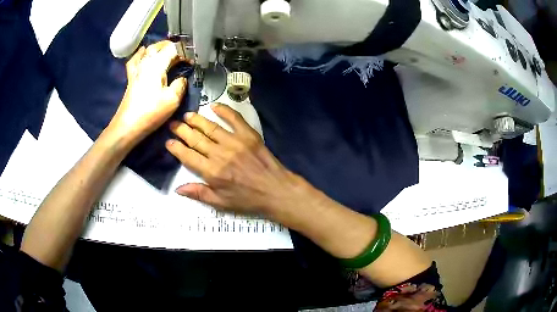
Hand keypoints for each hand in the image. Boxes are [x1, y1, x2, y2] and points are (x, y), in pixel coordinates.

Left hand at [105, 40, 187, 146]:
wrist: (128, 126)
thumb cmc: (151, 112)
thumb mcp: (173, 99)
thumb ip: (181, 84)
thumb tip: (181, 79)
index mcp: (157, 65)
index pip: (173, 49)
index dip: (184, 52)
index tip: (191, 62)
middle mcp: (146, 62)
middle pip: (160, 46)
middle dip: (173, 47)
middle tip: (182, 55)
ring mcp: (137, 69)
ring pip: (148, 50)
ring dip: (159, 48)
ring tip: (167, 52)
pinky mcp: (131, 77)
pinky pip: (135, 59)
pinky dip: (141, 54)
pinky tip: (143, 53)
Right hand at [165, 103, 308, 217]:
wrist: (276, 190)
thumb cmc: (248, 199)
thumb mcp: (221, 203)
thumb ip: (199, 194)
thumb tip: (178, 189)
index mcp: (212, 172)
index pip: (188, 156)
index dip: (176, 148)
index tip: (168, 142)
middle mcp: (220, 154)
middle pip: (196, 138)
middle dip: (181, 130)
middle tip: (173, 124)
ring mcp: (235, 142)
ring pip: (210, 127)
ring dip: (196, 120)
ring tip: (187, 115)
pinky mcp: (248, 135)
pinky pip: (234, 118)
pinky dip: (223, 110)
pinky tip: (213, 106)